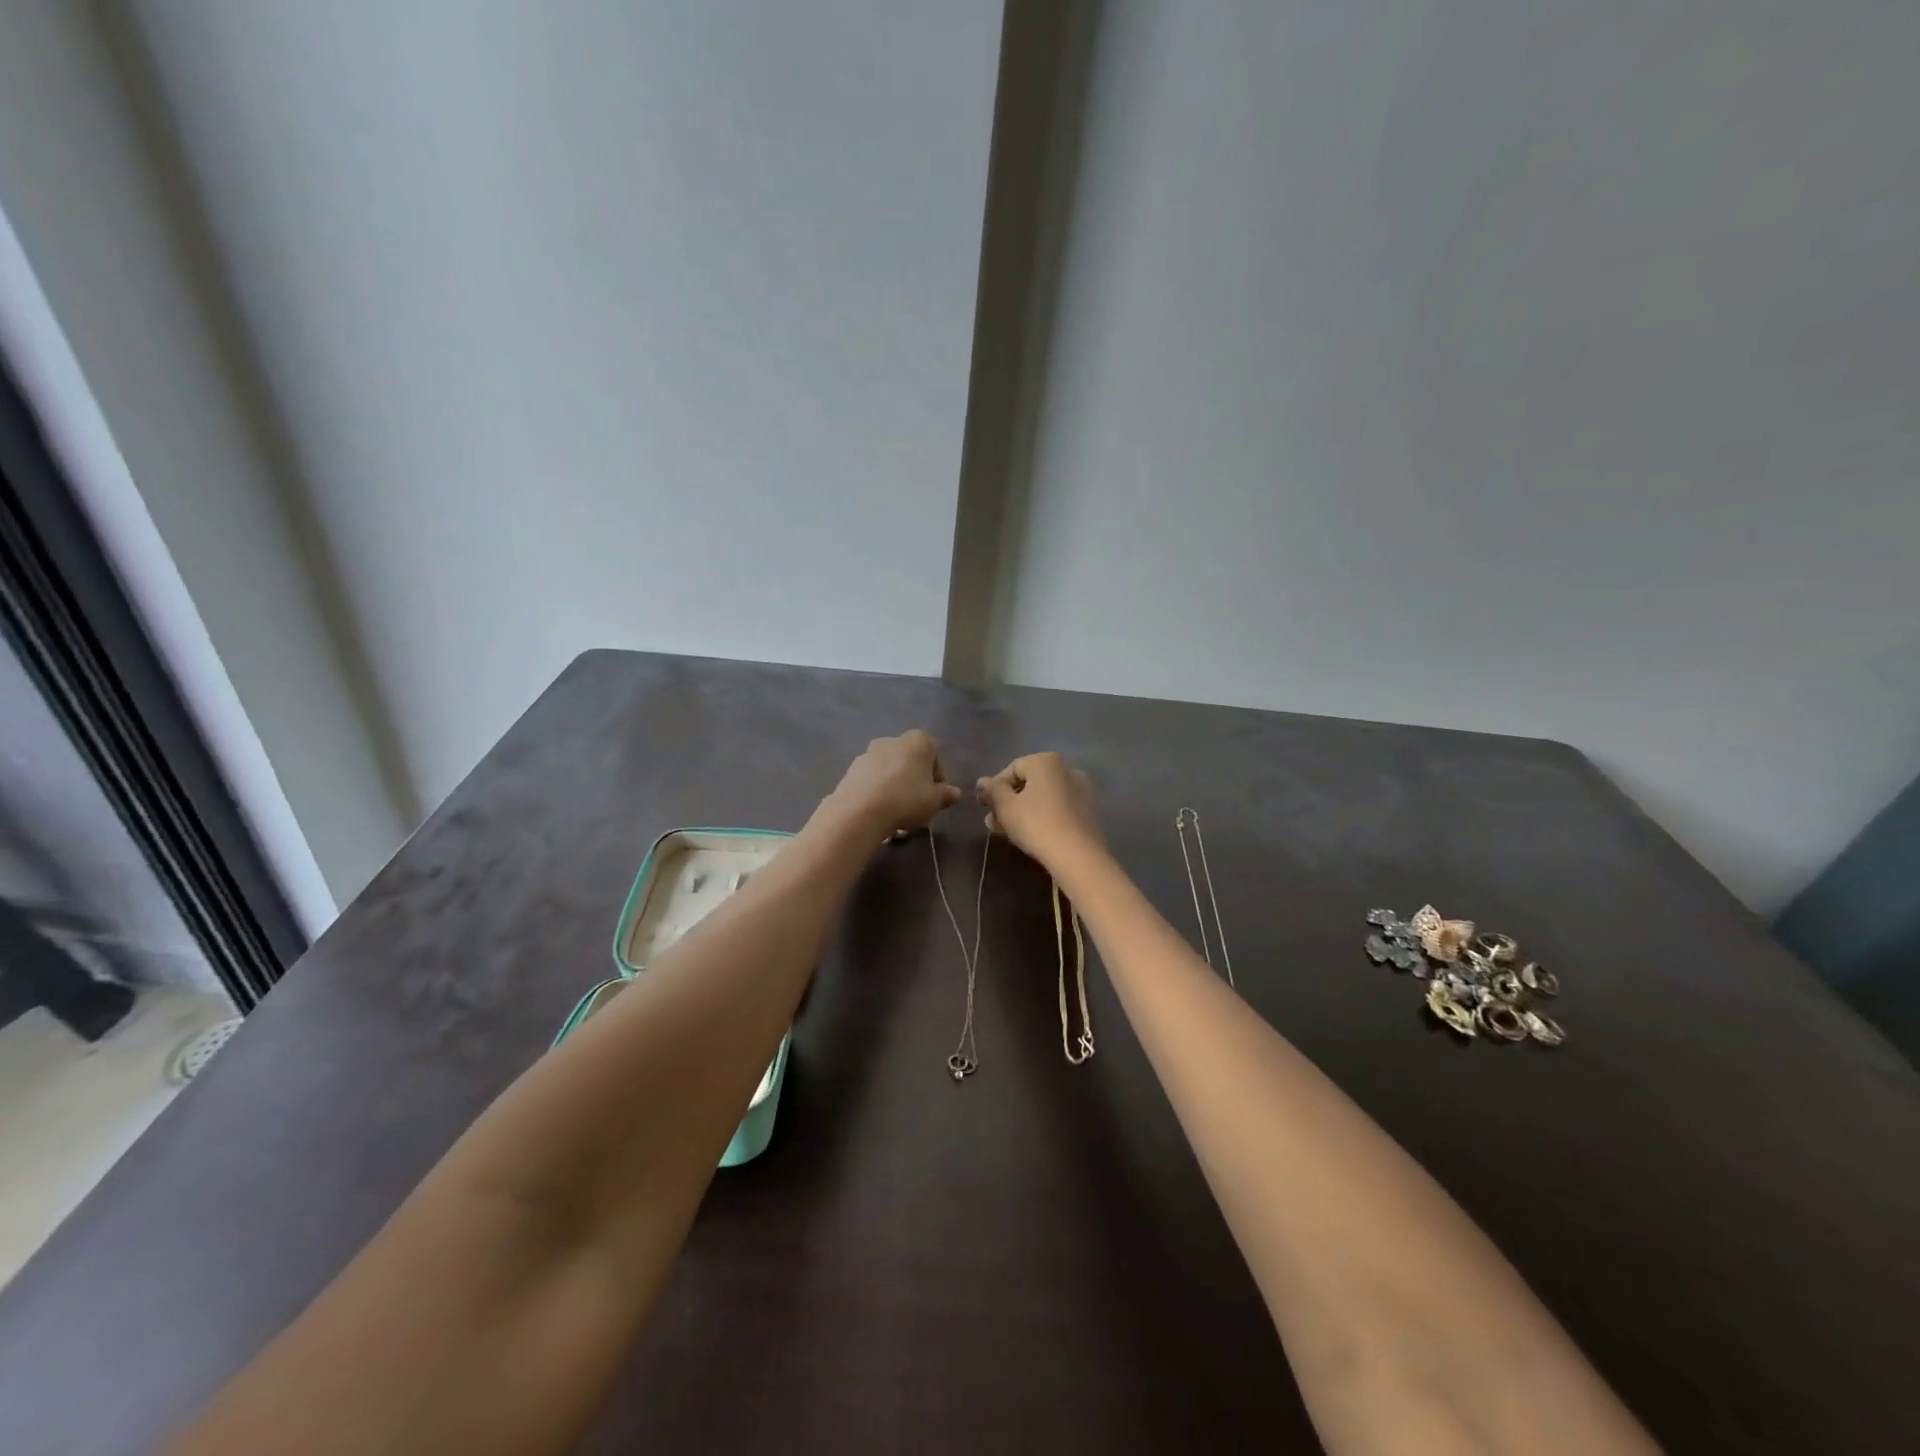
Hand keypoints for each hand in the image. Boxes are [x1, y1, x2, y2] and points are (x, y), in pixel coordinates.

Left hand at [823, 730, 963, 835]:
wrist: (860, 810)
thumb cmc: (907, 799)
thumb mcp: (934, 801)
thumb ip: (945, 795)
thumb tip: (955, 793)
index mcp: (918, 741)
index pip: (934, 756)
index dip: (937, 778)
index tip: (936, 797)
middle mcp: (892, 740)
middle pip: (910, 763)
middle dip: (914, 783)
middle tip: (917, 806)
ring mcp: (868, 753)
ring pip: (889, 772)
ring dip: (895, 789)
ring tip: (897, 816)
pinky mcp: (851, 770)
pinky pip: (872, 781)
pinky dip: (877, 793)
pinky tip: (879, 814)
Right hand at [976, 752, 1106, 872]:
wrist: (1078, 856)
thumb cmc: (1036, 825)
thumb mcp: (1006, 807)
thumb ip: (992, 790)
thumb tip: (982, 781)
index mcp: (1046, 761)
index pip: (1012, 769)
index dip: (994, 787)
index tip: (983, 807)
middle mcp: (1067, 769)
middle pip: (1029, 783)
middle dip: (1008, 801)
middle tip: (993, 822)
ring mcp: (1081, 790)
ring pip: (1043, 797)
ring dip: (1023, 810)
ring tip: (1007, 831)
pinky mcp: (1089, 810)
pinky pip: (1058, 807)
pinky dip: (1042, 816)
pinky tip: (1031, 834)